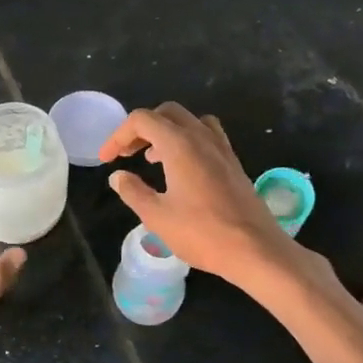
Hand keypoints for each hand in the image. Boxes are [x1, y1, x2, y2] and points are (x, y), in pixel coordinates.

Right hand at [98, 103, 296, 286]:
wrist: (256, 249)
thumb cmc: (203, 233)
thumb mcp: (157, 216)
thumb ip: (133, 191)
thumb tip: (118, 176)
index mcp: (179, 144)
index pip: (142, 120)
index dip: (118, 135)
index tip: (107, 160)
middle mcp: (202, 137)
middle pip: (166, 113)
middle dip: (142, 129)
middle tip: (128, 154)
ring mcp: (222, 148)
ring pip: (189, 121)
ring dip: (166, 131)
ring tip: (153, 159)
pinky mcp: (233, 163)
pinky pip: (207, 135)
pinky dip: (188, 140)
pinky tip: (182, 169)